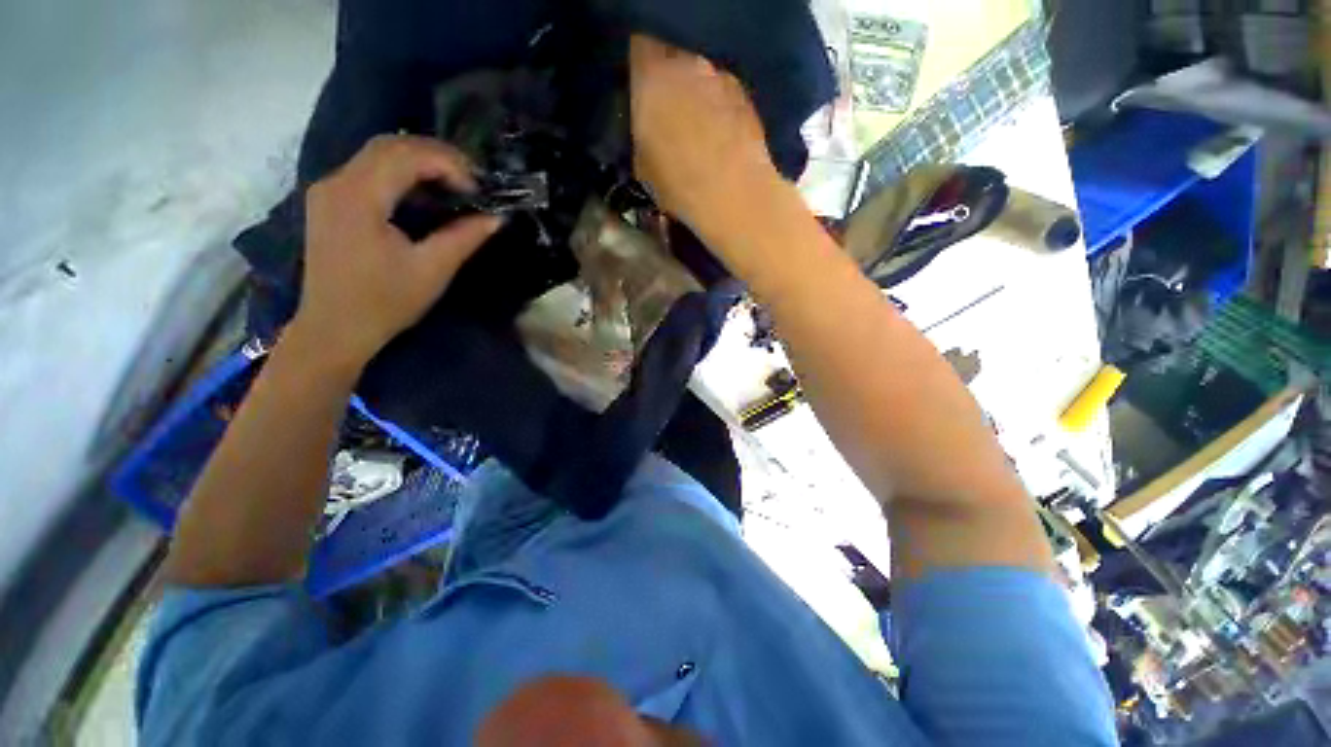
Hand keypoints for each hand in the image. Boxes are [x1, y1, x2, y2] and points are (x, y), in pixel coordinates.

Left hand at [292, 135, 501, 368]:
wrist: (334, 329)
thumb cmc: (384, 303)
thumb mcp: (432, 271)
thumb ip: (464, 238)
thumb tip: (496, 218)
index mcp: (359, 198)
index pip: (406, 155)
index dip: (448, 164)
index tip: (478, 189)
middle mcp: (337, 182)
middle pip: (389, 145)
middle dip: (436, 155)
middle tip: (471, 180)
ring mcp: (329, 190)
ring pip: (377, 154)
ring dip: (419, 162)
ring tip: (453, 184)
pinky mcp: (330, 202)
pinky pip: (368, 171)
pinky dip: (401, 174)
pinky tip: (423, 194)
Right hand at [628, 35, 782, 240]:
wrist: (732, 195)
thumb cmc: (677, 183)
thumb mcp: (642, 165)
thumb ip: (642, 134)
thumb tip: (649, 131)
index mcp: (651, 76)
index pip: (639, 52)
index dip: (640, 76)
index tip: (641, 98)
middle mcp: (687, 64)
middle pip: (674, 63)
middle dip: (671, 86)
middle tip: (669, 119)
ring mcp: (721, 78)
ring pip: (702, 79)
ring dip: (698, 99)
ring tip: (699, 134)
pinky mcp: (747, 98)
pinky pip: (726, 97)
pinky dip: (721, 112)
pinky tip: (722, 141)